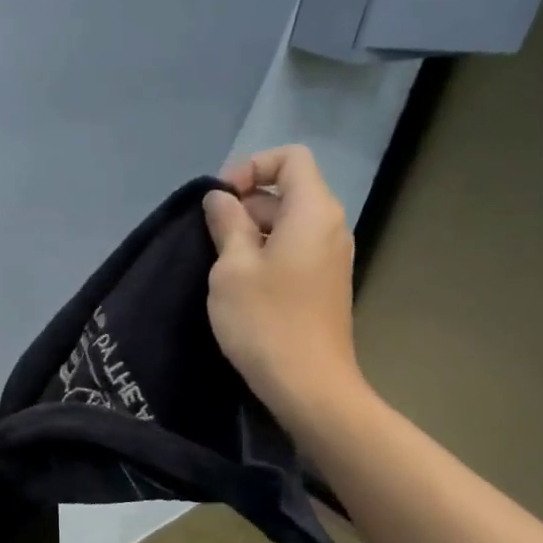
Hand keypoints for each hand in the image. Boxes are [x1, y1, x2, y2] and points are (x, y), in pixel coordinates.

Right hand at [202, 145, 365, 419]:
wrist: (309, 384)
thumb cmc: (265, 321)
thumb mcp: (232, 268)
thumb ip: (226, 223)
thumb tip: (221, 199)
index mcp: (313, 211)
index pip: (290, 158)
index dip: (251, 166)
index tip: (220, 201)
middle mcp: (331, 226)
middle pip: (288, 192)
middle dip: (246, 205)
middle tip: (210, 240)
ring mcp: (331, 258)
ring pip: (288, 226)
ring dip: (251, 234)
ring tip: (221, 267)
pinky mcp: (325, 286)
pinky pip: (294, 252)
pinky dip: (267, 256)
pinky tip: (242, 288)